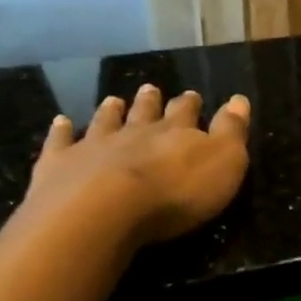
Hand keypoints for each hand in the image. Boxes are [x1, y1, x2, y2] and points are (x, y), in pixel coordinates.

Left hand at [24, 84, 250, 245]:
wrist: (103, 211)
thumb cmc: (175, 193)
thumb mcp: (224, 163)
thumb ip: (232, 131)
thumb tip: (240, 99)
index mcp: (175, 133)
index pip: (185, 113)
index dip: (190, 105)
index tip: (192, 95)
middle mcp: (134, 132)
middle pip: (144, 112)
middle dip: (151, 101)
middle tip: (151, 88)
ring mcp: (94, 145)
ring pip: (105, 122)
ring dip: (111, 111)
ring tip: (113, 100)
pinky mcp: (59, 165)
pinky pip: (60, 142)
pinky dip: (60, 131)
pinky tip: (60, 122)